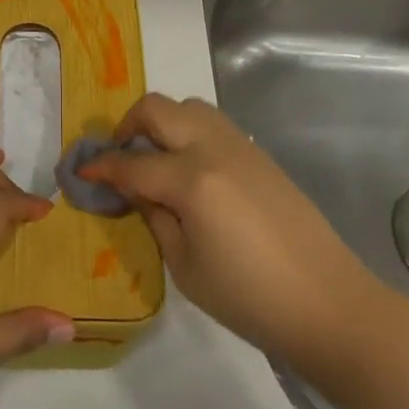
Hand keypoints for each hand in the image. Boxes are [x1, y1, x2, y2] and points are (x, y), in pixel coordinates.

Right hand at [78, 93, 376, 381]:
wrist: (328, 302)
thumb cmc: (250, 298)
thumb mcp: (186, 268)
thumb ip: (155, 219)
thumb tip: (136, 191)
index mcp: (192, 181)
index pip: (132, 164)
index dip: (101, 167)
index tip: (80, 172)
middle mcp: (213, 149)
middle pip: (157, 109)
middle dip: (127, 125)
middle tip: (119, 155)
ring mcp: (240, 146)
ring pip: (189, 106)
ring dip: (162, 121)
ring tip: (154, 156)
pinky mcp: (259, 154)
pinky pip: (213, 123)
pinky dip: (189, 130)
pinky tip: (189, 167)